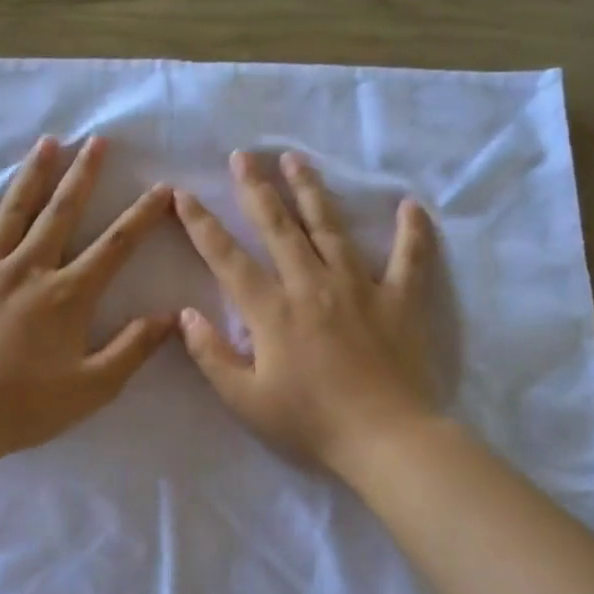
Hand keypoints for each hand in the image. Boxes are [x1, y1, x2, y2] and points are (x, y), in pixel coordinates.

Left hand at [0, 135, 174, 458]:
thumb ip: (133, 349)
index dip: (141, 216)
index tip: (161, 188)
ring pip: (11, 214)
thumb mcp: (93, 387)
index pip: (114, 246)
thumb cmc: (26, 407)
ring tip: (46, 143)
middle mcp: (27, 270)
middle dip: (83, 175)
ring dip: (31, 176)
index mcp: (66, 295)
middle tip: (98, 140)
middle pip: (61, 214)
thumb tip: (170, 316)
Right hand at [174, 150, 439, 476]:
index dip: (201, 225)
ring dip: (311, 191)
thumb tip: (185, 314)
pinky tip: (410, 205)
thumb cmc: (309, 423)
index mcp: (271, 310)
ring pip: (330, 227)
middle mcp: (311, 284)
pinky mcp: (398, 299)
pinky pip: (408, 257)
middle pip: (278, 227)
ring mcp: (358, 287)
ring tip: (296, 160)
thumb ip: (211, 355)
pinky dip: (411, 231)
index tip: (182, 194)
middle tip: (243, 156)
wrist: (384, 437)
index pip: (226, 258)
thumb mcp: (245, 400)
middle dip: (256, 189)